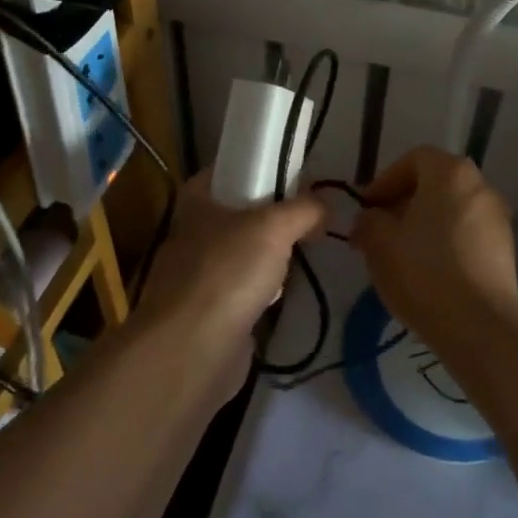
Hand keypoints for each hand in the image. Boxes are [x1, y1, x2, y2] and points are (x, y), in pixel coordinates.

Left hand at [133, 172, 325, 372]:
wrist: (193, 349)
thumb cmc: (229, 272)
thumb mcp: (274, 226)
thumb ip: (303, 210)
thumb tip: (325, 205)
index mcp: (197, 201)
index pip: (227, 171)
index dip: (258, 169)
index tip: (295, 176)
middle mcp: (192, 233)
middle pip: (237, 214)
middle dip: (271, 217)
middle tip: (310, 218)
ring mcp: (196, 276)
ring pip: (240, 255)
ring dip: (268, 257)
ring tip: (306, 254)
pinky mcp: (207, 313)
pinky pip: (241, 292)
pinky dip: (262, 292)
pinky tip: (286, 295)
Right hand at [350, 147, 517, 345]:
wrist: (479, 326)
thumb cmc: (423, 272)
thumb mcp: (378, 242)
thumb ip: (368, 220)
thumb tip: (370, 218)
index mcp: (450, 173)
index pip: (414, 159)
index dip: (386, 179)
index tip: (368, 208)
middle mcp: (480, 186)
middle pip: (436, 182)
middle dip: (405, 201)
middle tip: (380, 229)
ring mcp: (499, 218)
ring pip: (452, 209)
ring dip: (425, 223)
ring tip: (402, 253)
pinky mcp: (506, 250)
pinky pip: (468, 233)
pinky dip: (446, 241)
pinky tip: (429, 271)